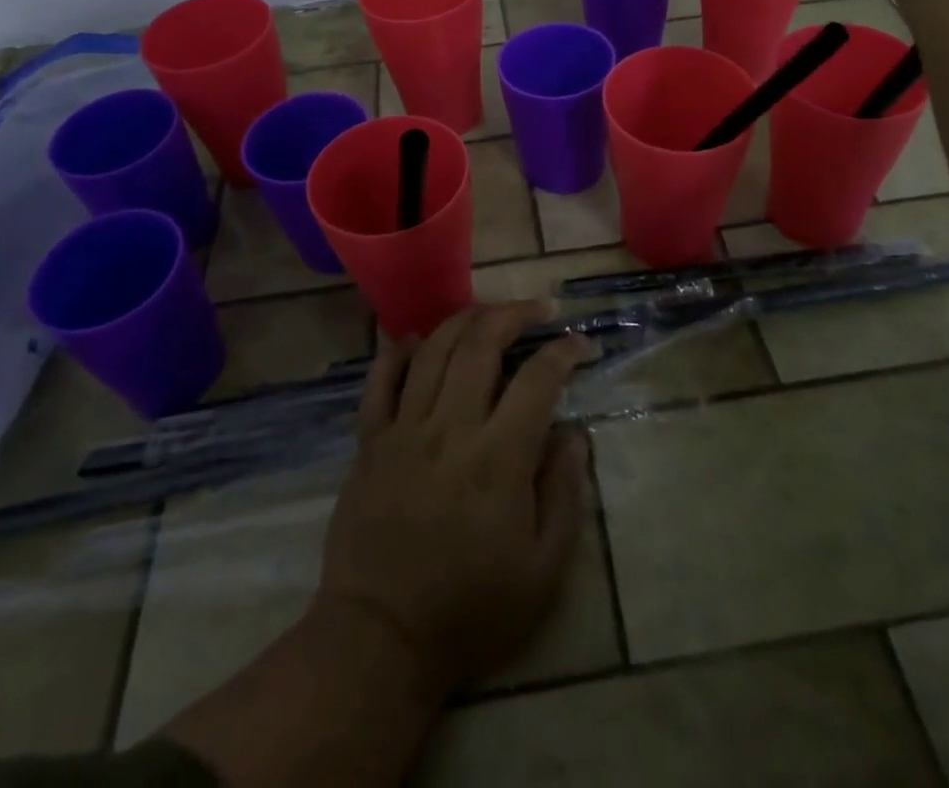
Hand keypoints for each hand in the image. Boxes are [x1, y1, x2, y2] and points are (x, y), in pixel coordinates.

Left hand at [317, 301, 592, 697]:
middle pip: (480, 344)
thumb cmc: (470, 610)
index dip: (562, 351)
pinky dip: (397, 352)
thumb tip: (574, 434)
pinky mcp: (370, 441)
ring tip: (487, 313)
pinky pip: (379, 381)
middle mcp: (450, 427)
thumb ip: (564, 494)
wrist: (380, 638)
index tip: (579, 343)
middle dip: (513, 314)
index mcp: (498, 457)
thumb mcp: (542, 571)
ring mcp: (404, 429)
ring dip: (463, 320)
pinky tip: (414, 339)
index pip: (537, 379)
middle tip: (536, 308)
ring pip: (433, 350)